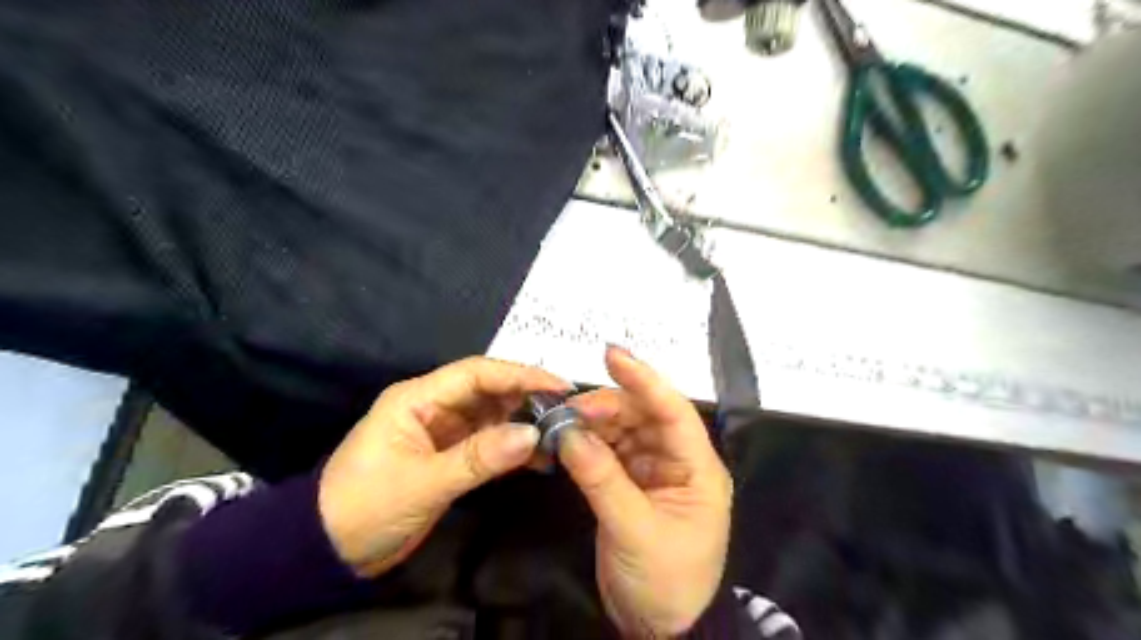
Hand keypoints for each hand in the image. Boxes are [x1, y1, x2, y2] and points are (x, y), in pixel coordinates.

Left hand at [315, 359, 569, 577]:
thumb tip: (533, 434)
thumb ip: (479, 457)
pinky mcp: (450, 454)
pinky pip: (489, 442)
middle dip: (528, 397)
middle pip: (489, 390)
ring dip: (525, 422)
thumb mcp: (423, 483)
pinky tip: (540, 457)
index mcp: (418, 398)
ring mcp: (444, 430)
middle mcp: (434, 405)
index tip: (559, 384)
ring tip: (562, 432)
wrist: (327, 550)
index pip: (477, 373)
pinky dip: (513, 448)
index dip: (519, 374)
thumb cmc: (366, 507)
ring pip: (493, 415)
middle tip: (569, 409)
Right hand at [561, 347, 729, 636]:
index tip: (612, 355)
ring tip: (562, 425)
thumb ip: (601, 478)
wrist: (660, 630)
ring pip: (623, 429)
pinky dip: (588, 444)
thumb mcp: (634, 530)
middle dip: (607, 406)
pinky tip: (567, 442)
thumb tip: (567, 432)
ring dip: (594, 423)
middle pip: (643, 414)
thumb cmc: (665, 582)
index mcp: (698, 467)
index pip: (673, 411)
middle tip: (568, 410)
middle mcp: (678, 460)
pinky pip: (609, 451)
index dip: (644, 379)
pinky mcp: (631, 482)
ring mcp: (653, 469)